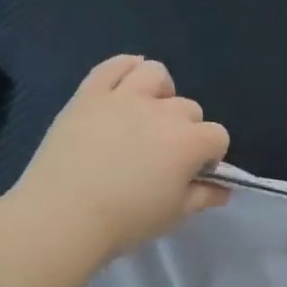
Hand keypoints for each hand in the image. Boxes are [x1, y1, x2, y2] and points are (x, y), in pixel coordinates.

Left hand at [8, 55, 229, 261]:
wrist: (63, 215)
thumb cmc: (126, 220)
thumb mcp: (174, 215)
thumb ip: (203, 197)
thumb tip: (224, 189)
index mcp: (188, 142)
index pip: (217, 136)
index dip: (210, 156)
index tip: (193, 175)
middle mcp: (161, 112)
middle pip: (189, 108)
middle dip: (186, 130)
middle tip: (164, 157)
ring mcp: (123, 97)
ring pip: (156, 74)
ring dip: (161, 92)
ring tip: (148, 114)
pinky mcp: (89, 94)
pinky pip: (112, 66)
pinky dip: (125, 67)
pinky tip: (128, 81)